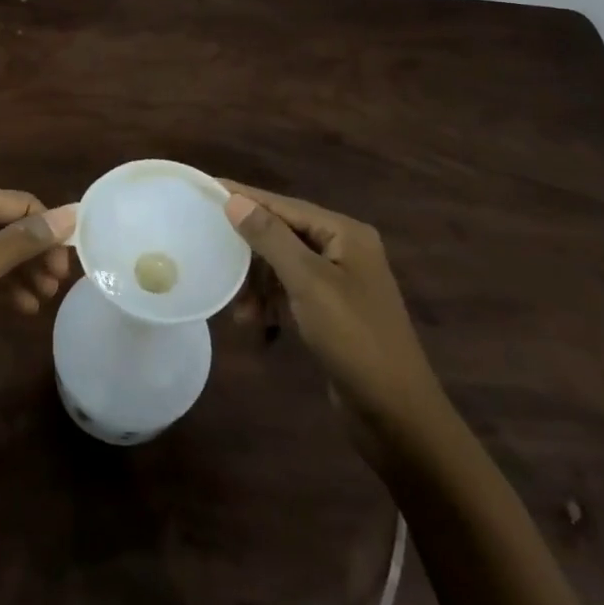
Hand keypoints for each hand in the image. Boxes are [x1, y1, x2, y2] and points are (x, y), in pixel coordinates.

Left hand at [0, 191, 76, 398]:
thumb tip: (73, 212)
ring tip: (42, 301)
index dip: (48, 228)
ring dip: (23, 272)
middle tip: (57, 285)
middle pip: (9, 227)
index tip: (67, 263)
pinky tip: (20, 309)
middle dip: (36, 253)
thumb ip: (25, 240)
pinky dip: (2, 288)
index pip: (20, 203)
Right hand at [220, 181, 444, 444]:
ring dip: (259, 286)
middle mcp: (344, 250)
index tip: (206, 188)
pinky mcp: (333, 312)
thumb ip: (270, 238)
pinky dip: (273, 304)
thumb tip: (235, 199)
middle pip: (283, 235)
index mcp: (345, 234)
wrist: (397, 415)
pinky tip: (258, 325)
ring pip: (284, 267)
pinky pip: (292, 293)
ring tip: (241, 313)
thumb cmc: (354, 339)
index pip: (285, 205)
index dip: (246, 198)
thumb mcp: (308, 283)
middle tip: (216, 260)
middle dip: (251, 254)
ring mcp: (340, 282)